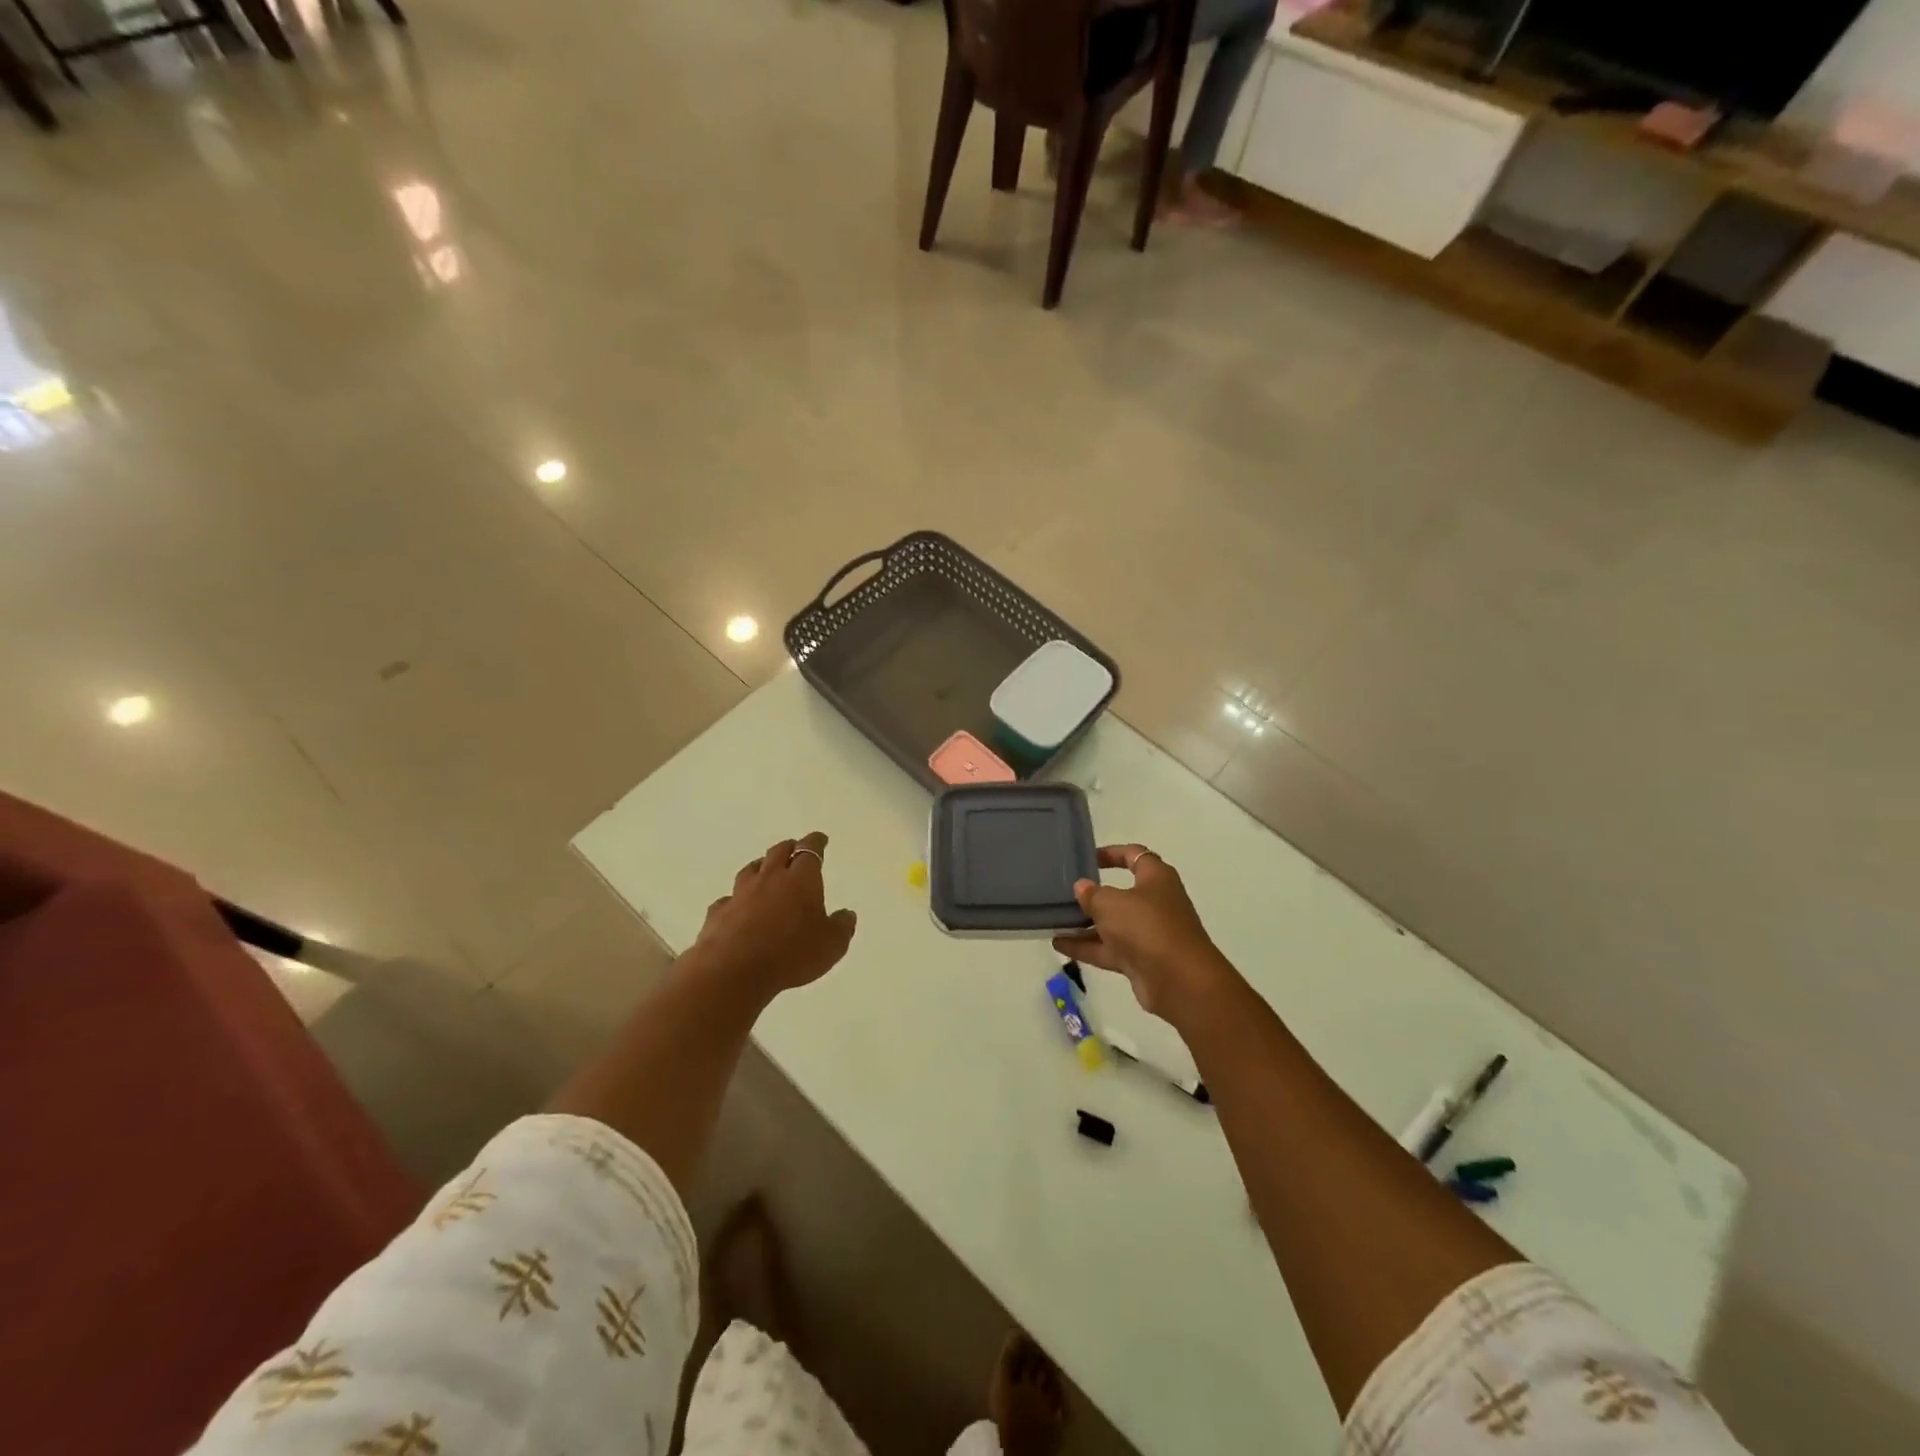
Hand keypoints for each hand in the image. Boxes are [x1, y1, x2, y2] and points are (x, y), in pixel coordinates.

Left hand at [689, 832, 857, 993]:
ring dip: (761, 866)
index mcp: (801, 880)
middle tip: (795, 849)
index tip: (820, 839)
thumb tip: (847, 914)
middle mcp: (770, 878)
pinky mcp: (719, 913)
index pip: (809, 850)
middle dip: (789, 848)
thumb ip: (842, 927)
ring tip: (765, 869)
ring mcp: (741, 894)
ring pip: (751, 869)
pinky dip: (736, 899)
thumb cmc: (791, 954)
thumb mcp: (831, 945)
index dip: (815, 842)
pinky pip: (728, 899)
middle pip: (778, 852)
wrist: (734, 971)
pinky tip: (737, 906)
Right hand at [1052, 845, 1232, 1017]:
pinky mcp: (1141, 961)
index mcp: (1156, 878)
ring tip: (1053, 920)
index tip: (1086, 857)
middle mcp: (1154, 903)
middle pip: (1121, 893)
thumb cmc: (1147, 927)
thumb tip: (1082, 887)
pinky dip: (1086, 946)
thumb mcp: (1112, 903)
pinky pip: (1108, 949)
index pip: (1134, 856)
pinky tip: (1058, 944)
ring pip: (1112, 924)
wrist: (1180, 982)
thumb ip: (1092, 894)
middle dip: (1093, 894)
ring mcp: (1148, 934)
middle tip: (1064, 892)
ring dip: (1085, 924)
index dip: (1112, 853)